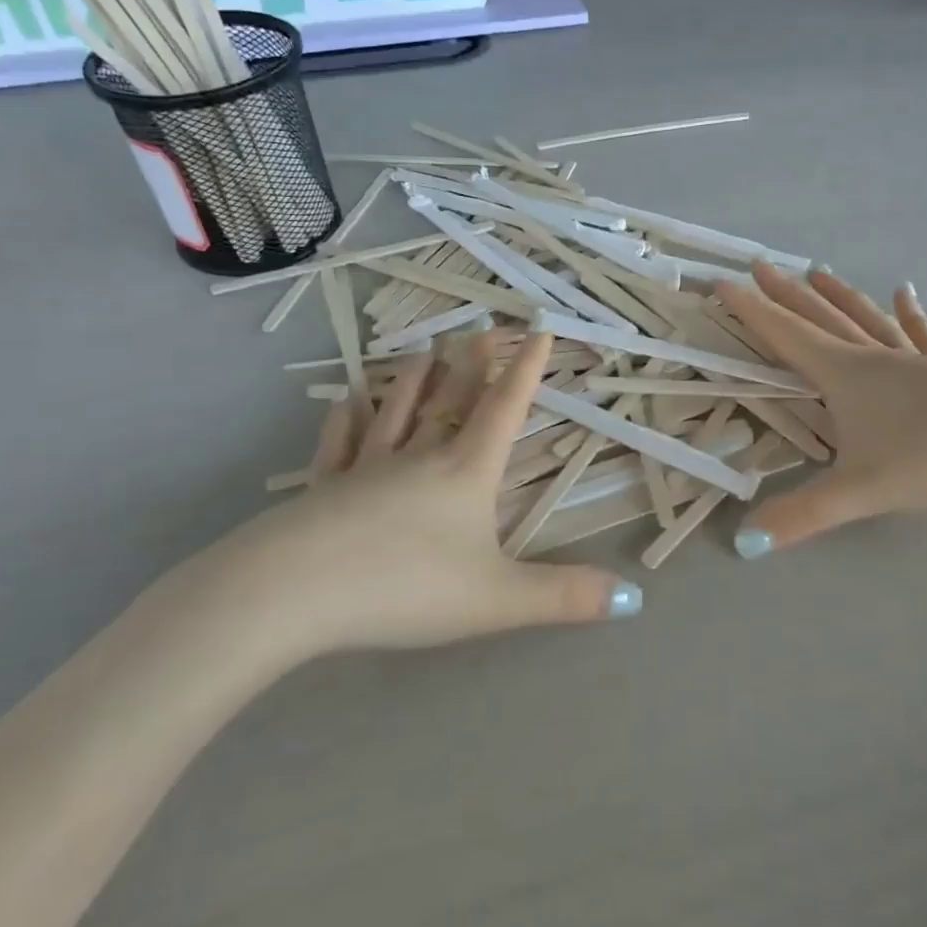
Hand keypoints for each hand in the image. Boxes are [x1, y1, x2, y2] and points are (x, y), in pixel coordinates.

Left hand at [160, 331, 639, 672]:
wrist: (293, 593)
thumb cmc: (406, 588)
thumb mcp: (498, 600)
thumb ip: (564, 597)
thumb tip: (634, 600)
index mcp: (465, 473)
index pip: (504, 410)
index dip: (526, 371)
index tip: (539, 330)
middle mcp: (418, 458)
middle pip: (452, 399)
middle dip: (473, 362)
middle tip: (483, 326)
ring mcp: (365, 469)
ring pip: (396, 412)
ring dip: (413, 379)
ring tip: (424, 348)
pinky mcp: (322, 488)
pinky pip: (339, 444)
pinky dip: (346, 419)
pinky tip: (345, 400)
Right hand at [716, 263, 926, 554]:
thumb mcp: (869, 490)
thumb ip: (805, 515)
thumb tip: (744, 542)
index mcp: (848, 375)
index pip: (786, 336)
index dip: (751, 311)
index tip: (722, 282)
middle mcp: (878, 359)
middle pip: (822, 319)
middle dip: (787, 295)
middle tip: (759, 266)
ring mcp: (920, 363)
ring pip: (868, 321)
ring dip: (839, 298)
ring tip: (818, 272)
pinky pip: (923, 337)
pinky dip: (912, 316)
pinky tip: (909, 295)